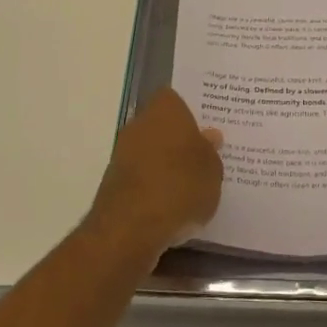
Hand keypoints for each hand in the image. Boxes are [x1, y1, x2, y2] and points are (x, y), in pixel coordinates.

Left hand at [87, 88, 223, 260]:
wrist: (131, 227)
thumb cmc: (180, 186)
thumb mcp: (212, 170)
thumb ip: (211, 152)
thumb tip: (209, 137)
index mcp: (165, 109)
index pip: (176, 99)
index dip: (190, 113)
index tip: (205, 130)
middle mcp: (140, 123)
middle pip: (162, 125)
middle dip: (179, 140)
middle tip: (202, 158)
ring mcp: (123, 152)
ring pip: (151, 151)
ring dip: (165, 165)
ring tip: (191, 186)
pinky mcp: (114, 182)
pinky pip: (141, 175)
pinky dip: (154, 185)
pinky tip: (171, 204)